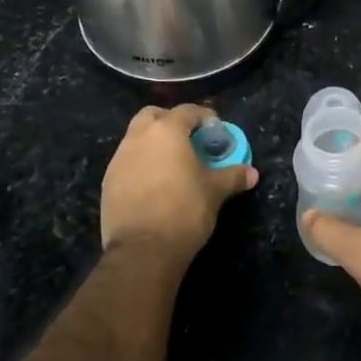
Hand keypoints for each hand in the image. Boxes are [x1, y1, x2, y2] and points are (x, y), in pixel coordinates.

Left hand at [101, 105, 257, 270]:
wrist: (142, 250)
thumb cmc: (184, 210)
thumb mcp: (215, 192)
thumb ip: (233, 177)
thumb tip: (253, 173)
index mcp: (166, 132)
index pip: (187, 111)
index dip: (204, 117)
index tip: (215, 131)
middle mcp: (138, 138)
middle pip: (153, 115)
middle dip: (170, 121)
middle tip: (189, 140)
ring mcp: (118, 160)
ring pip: (136, 138)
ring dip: (153, 143)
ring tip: (172, 164)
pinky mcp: (108, 182)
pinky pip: (127, 162)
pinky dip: (141, 164)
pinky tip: (155, 184)